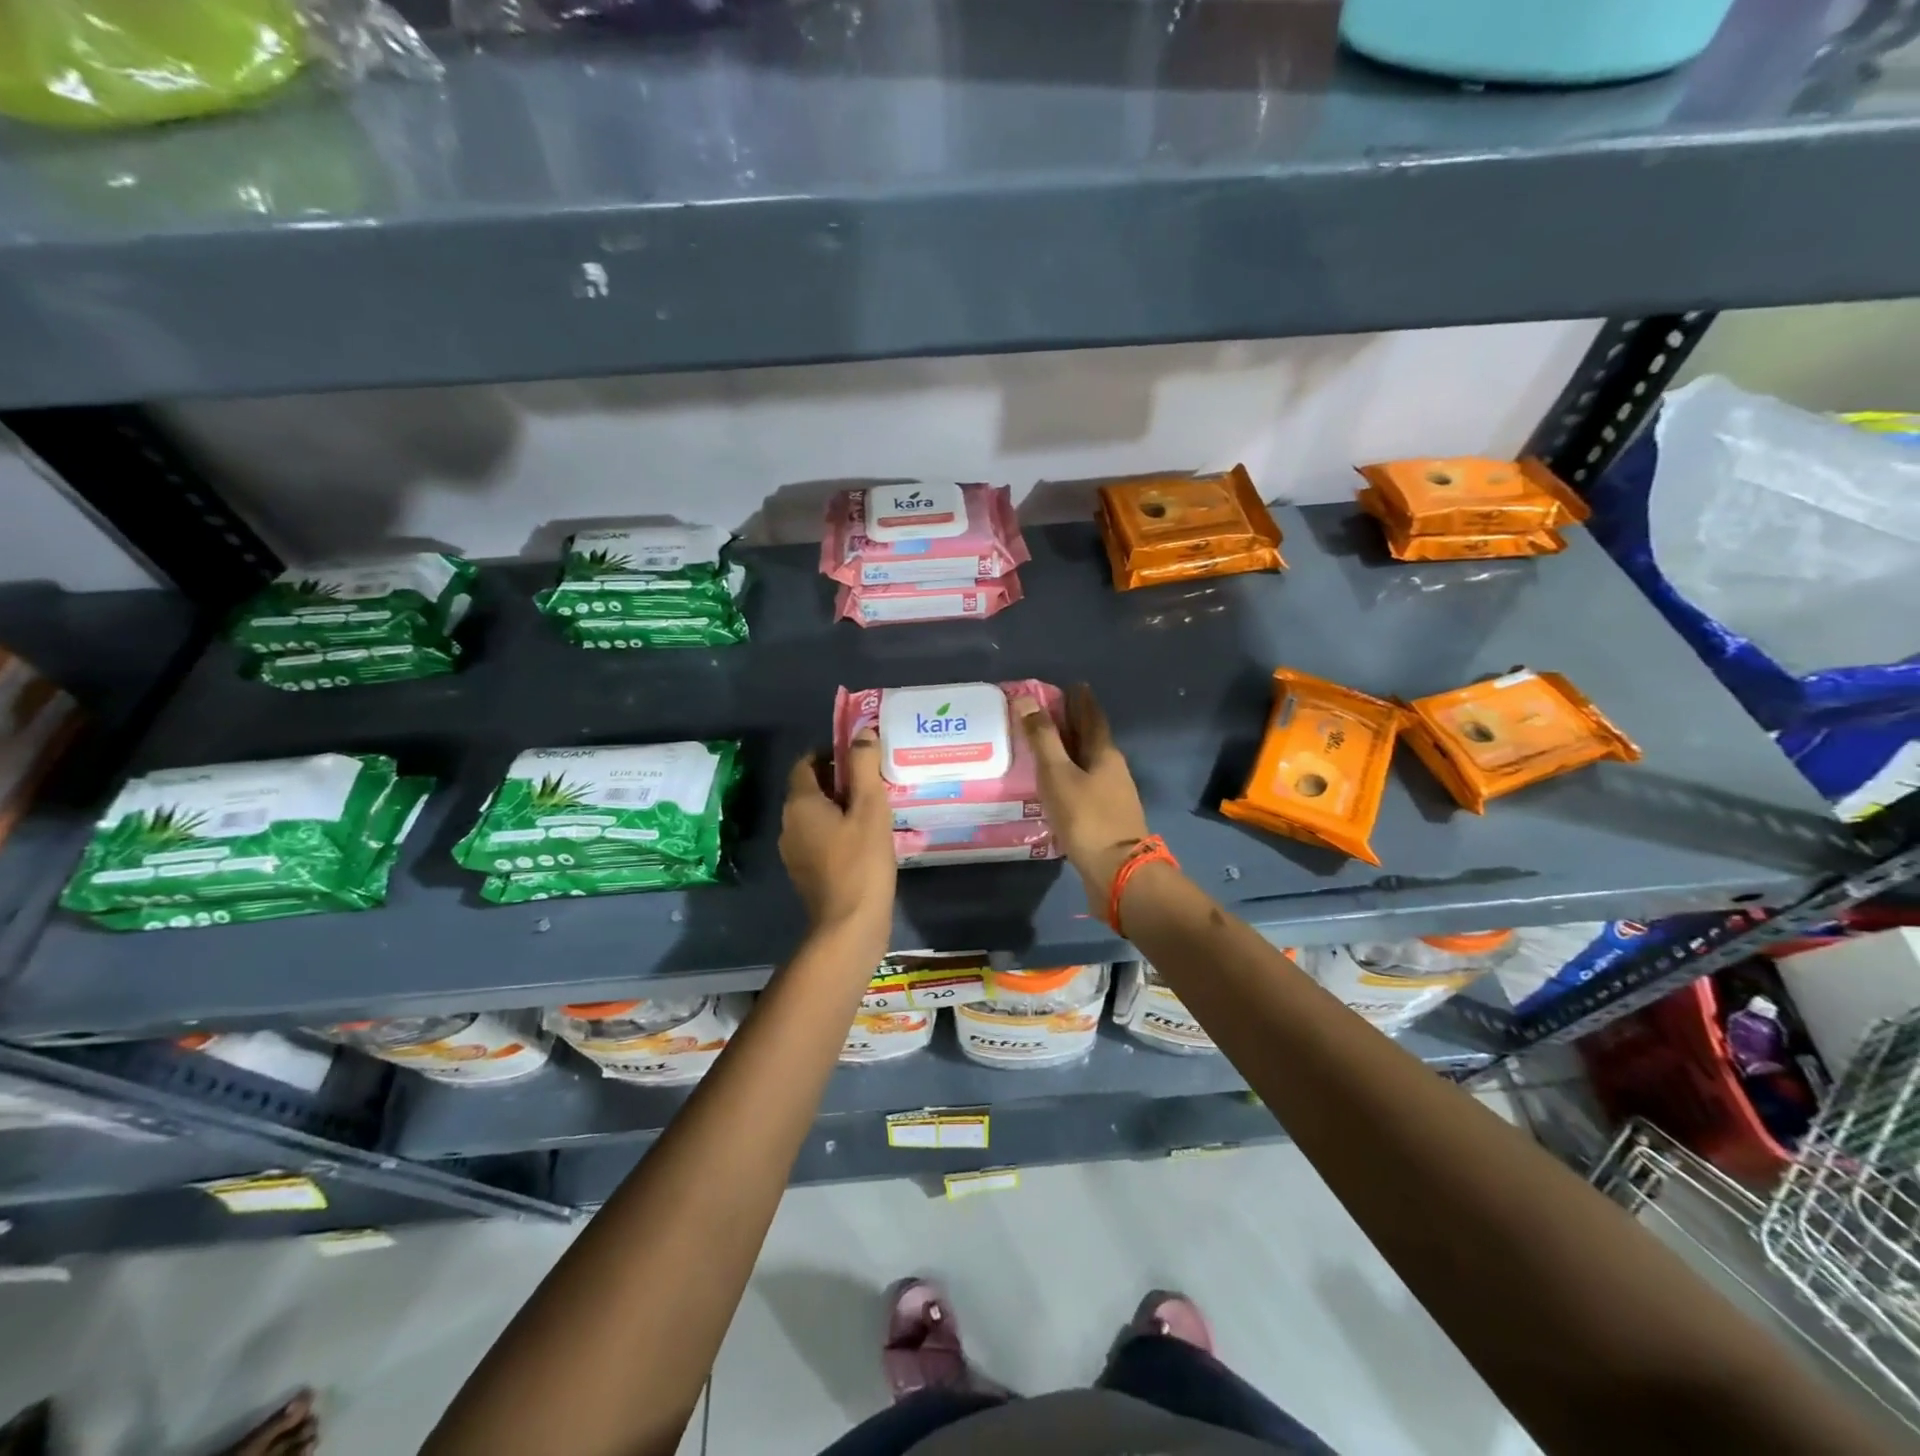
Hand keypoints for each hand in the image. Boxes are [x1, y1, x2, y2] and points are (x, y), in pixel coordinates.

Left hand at [780, 728, 895, 943]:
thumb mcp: (870, 808)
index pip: (806, 763)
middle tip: (874, 781)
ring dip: (840, 807)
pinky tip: (865, 840)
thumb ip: (864, 766)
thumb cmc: (861, 862)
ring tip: (874, 809)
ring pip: (815, 816)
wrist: (849, 926)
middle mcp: (789, 824)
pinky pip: (819, 839)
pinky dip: (838, 831)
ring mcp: (794, 852)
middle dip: (839, 780)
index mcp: (800, 804)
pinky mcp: (805, 873)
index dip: (830, 753)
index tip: (860, 757)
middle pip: (810, 789)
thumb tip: (862, 732)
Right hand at [1014, 684, 1152, 917]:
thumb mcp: (1058, 774)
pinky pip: (1084, 786)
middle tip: (1051, 711)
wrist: (1116, 871)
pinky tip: (1055, 785)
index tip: (1071, 685)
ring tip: (1047, 745)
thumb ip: (1042, 738)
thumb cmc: (1086, 817)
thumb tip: (1027, 700)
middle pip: (1092, 739)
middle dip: (1074, 723)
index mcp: (1104, 753)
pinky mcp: (1104, 818)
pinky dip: (1070, 776)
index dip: (1080, 700)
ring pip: (1088, 763)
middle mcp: (1112, 770)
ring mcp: (1111, 795)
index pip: (1092, 717)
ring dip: (1071, 751)